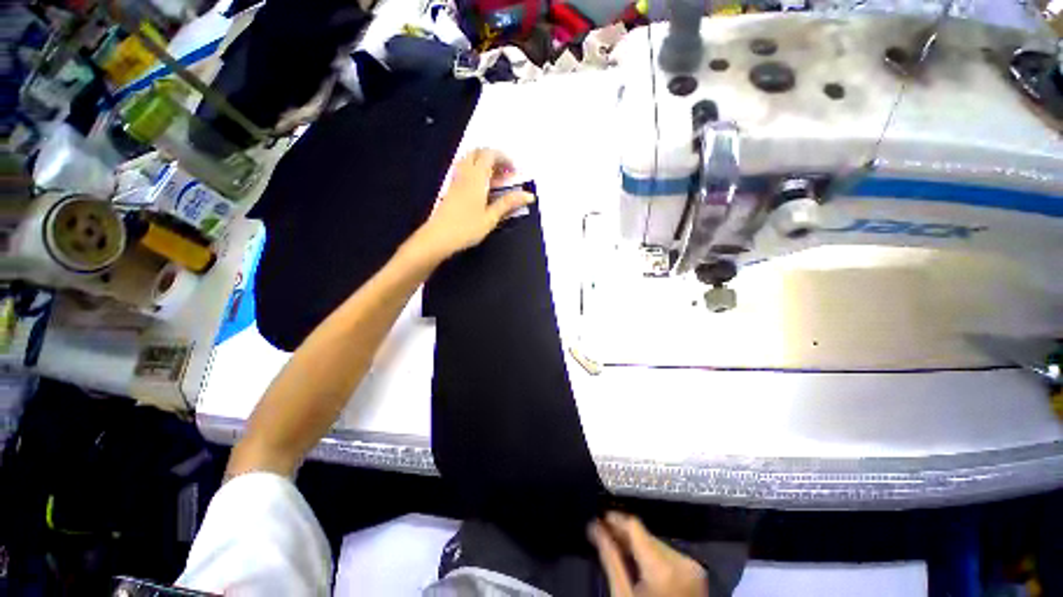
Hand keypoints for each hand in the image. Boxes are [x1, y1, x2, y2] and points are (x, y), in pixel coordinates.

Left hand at [411, 148, 534, 260]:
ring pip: (469, 160)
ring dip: (484, 165)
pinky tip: (482, 189)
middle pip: (478, 152)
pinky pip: (464, 171)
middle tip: (506, 173)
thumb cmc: (466, 228)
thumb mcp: (491, 217)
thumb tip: (528, 195)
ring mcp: (455, 181)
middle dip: (494, 158)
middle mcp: (464, 174)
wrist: (438, 238)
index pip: (490, 154)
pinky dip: (476, 173)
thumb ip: (508, 203)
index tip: (515, 171)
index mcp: (476, 178)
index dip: (504, 158)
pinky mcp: (451, 189)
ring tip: (496, 181)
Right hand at [589, 512, 708, 596]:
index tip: (598, 518)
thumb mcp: (623, 595)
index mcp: (663, 567)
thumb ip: (610, 559)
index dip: (615, 519)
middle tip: (603, 534)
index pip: (634, 526)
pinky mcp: (696, 574)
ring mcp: (692, 568)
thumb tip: (595, 528)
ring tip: (617, 547)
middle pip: (645, 536)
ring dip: (637, 545)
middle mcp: (682, 561)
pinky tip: (638, 562)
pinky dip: (652, 556)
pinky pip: (668, 555)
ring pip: (656, 544)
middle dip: (624, 535)